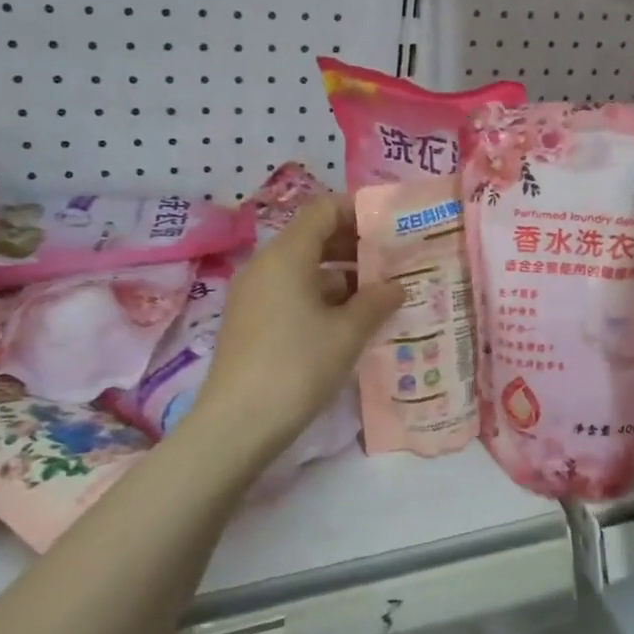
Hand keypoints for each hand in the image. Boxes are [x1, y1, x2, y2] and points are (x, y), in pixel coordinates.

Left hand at [191, 194, 402, 461]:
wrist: (237, 424)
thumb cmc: (298, 366)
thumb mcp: (347, 333)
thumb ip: (376, 301)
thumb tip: (396, 286)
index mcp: (287, 255)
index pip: (324, 209)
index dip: (358, 212)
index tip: (391, 228)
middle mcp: (265, 265)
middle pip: (312, 236)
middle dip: (354, 245)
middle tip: (393, 262)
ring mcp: (253, 293)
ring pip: (302, 267)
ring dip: (340, 274)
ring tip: (377, 295)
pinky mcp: (249, 320)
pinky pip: (289, 291)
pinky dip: (320, 296)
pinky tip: (347, 321)